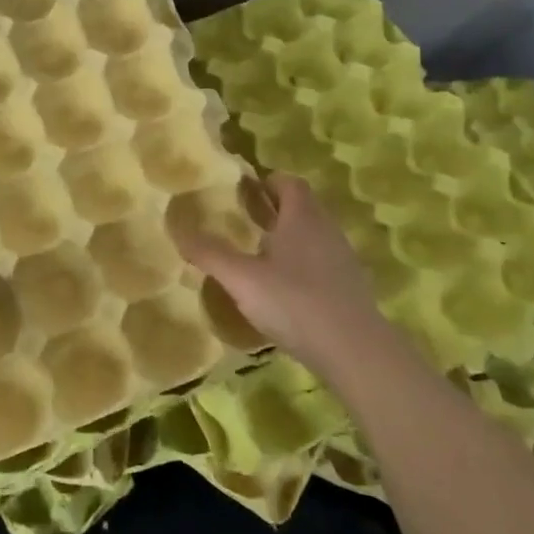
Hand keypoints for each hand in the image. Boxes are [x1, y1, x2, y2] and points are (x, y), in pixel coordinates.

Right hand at [179, 174, 393, 380]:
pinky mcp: (351, 289)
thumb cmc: (295, 302)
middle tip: (247, 219)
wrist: (356, 352)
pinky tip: (287, 290)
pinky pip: (324, 263)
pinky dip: (305, 266)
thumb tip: (177, 228)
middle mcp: (326, 230)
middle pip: (303, 207)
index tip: (246, 190)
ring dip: (291, 237)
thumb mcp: (242, 279)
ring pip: (314, 235)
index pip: (289, 183)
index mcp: (302, 217)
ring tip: (262, 254)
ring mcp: (343, 260)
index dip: (268, 181)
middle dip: (276, 209)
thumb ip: (210, 253)